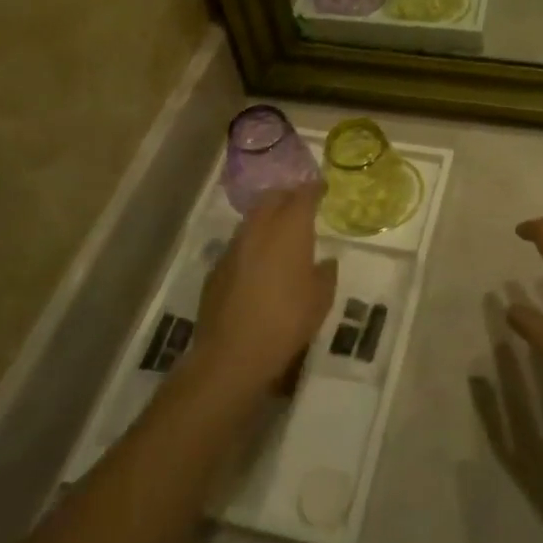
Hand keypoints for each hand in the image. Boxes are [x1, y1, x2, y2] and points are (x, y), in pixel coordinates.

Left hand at [196, 184, 337, 397]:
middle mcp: (259, 229)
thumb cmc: (287, 321)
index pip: (303, 195)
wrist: (231, 354)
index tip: (322, 188)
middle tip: (301, 206)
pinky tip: (259, 265)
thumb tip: (324, 262)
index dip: (314, 189)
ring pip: (252, 219)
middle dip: (287, 197)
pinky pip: (239, 244)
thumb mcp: (321, 300)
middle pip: (272, 198)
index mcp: (289, 230)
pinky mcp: (216, 268)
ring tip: (280, 234)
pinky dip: (252, 245)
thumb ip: (325, 274)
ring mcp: (234, 247)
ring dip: (267, 219)